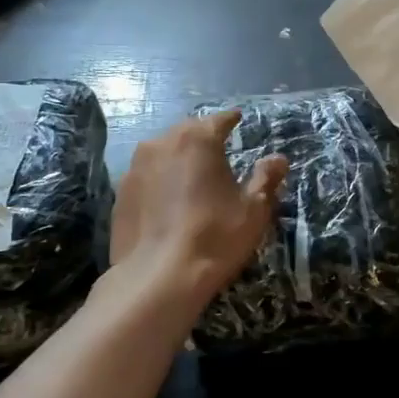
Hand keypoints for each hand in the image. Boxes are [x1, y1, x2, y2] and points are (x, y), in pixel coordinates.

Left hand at [110, 112, 287, 307]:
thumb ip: (266, 178)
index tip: (239, 120)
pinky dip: (160, 181)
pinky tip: (169, 202)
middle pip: (188, 131)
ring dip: (179, 158)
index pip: (219, 119)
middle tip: (219, 150)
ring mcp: (135, 168)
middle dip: (203, 138)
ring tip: (193, 176)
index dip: (232, 120)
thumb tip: (278, 158)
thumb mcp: (253, 209)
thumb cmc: (214, 236)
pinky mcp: (120, 194)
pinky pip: (147, 176)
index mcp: (198, 139)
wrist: (157, 278)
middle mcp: (162, 143)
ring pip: (163, 152)